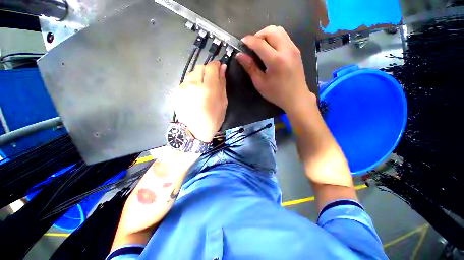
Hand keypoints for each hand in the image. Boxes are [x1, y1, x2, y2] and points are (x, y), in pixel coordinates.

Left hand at [174, 61, 227, 142]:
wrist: (196, 131)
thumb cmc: (213, 118)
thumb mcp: (223, 102)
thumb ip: (222, 83)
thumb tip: (222, 68)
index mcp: (208, 88)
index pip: (211, 66)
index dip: (216, 65)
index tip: (219, 69)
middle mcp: (193, 84)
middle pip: (200, 67)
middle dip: (207, 71)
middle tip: (210, 82)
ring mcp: (183, 88)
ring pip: (192, 73)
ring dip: (198, 77)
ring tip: (201, 90)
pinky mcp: (176, 92)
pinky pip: (185, 82)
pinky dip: (191, 84)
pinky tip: (194, 95)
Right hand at [236, 26, 315, 114]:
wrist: (296, 97)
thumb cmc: (276, 93)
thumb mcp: (260, 83)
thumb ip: (250, 67)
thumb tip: (239, 55)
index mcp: (276, 60)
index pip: (260, 43)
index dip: (249, 40)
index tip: (242, 42)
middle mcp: (286, 50)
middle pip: (271, 30)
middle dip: (258, 35)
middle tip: (252, 46)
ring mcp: (293, 48)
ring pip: (279, 30)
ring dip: (267, 35)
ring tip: (261, 46)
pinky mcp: (296, 50)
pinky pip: (284, 36)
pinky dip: (275, 38)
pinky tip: (270, 49)